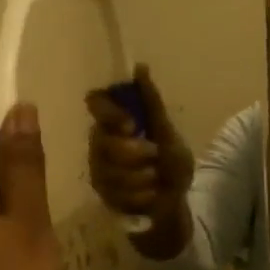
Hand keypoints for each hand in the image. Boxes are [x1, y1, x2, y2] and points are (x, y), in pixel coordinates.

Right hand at [84, 65, 193, 215]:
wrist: (174, 203)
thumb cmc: (170, 164)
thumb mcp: (167, 132)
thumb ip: (151, 103)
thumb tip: (140, 67)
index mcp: (115, 121)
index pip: (95, 102)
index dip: (109, 112)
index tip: (131, 125)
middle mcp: (99, 141)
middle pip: (103, 141)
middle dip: (134, 153)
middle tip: (154, 156)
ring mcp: (97, 168)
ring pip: (109, 170)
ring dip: (141, 177)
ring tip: (155, 179)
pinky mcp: (100, 192)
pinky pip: (115, 192)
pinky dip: (140, 194)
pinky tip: (149, 195)